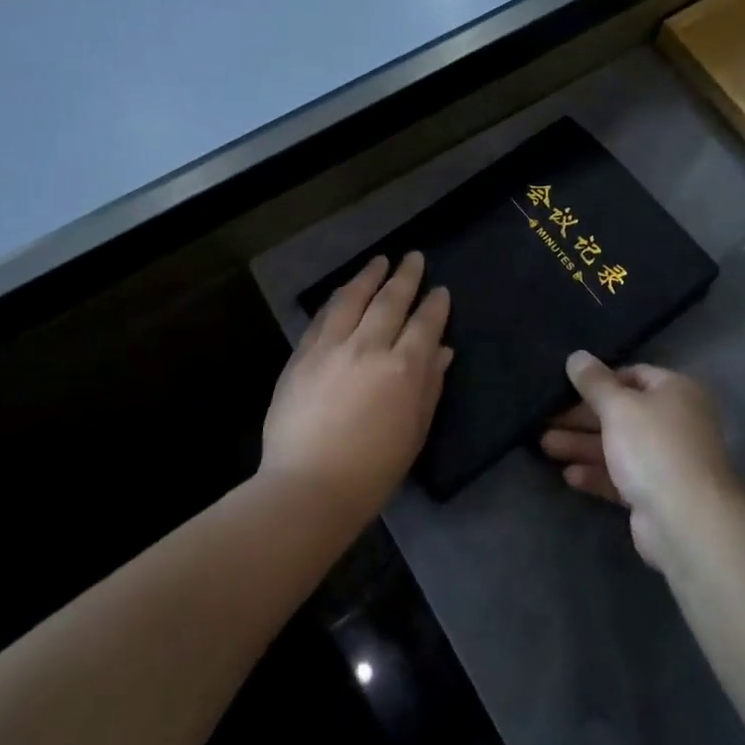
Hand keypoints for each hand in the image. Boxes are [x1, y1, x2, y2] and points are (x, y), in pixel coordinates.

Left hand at [262, 253, 451, 524]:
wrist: (309, 486)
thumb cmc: (373, 469)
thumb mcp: (415, 431)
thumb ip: (430, 386)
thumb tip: (442, 350)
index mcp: (403, 368)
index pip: (424, 324)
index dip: (435, 305)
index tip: (440, 290)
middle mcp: (368, 347)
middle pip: (390, 301)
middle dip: (405, 276)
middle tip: (413, 257)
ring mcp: (331, 348)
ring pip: (352, 299)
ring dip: (368, 277)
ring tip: (379, 261)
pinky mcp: (302, 356)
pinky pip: (322, 317)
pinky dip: (337, 300)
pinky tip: (343, 292)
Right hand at [541, 352, 736, 570]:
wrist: (685, 520)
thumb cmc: (652, 447)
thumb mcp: (618, 406)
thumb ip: (594, 382)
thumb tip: (577, 356)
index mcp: (675, 392)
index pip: (634, 375)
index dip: (600, 380)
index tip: (567, 386)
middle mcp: (674, 422)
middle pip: (621, 412)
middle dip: (582, 417)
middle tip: (546, 419)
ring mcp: (666, 460)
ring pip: (617, 446)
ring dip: (582, 445)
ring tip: (545, 446)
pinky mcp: (655, 493)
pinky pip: (620, 476)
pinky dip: (596, 473)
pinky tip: (569, 475)